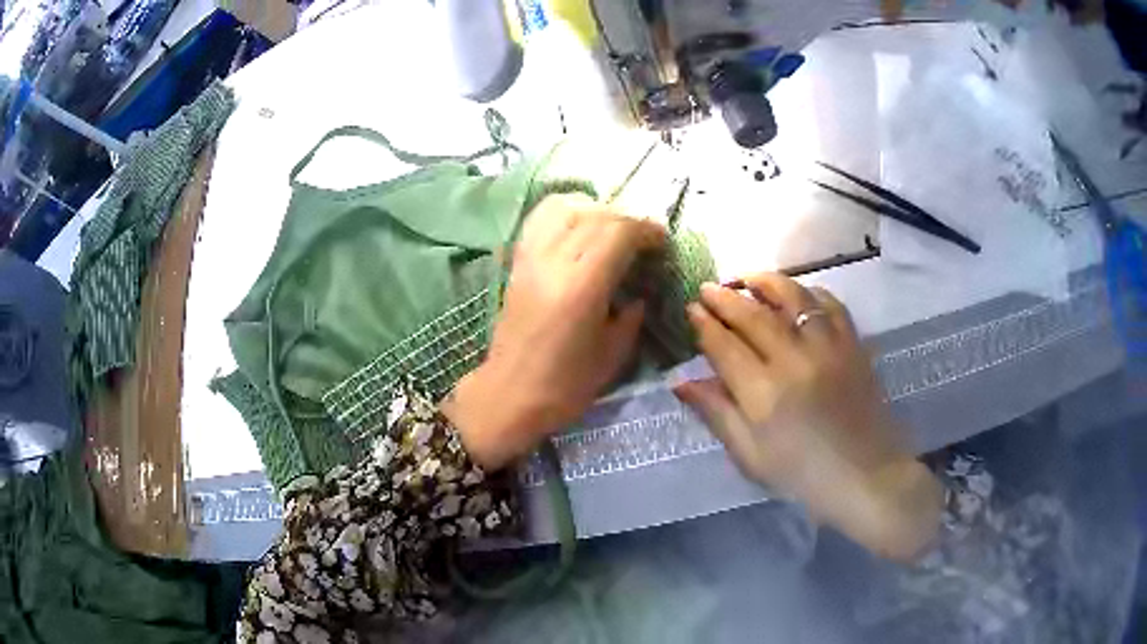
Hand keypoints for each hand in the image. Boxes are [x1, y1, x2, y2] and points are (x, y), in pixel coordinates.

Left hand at [444, 194, 664, 469]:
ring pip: (566, 208)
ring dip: (596, 210)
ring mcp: (531, 258)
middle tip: (644, 238)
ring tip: (612, 229)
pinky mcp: (517, 262)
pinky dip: (564, 211)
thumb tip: (641, 291)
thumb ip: (632, 316)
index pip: (618, 232)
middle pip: (595, 215)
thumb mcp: (613, 355)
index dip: (646, 229)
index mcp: (582, 287)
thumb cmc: (565, 385)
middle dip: (628, 219)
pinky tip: (579, 225)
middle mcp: (554, 262)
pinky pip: (540, 218)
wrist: (509, 394)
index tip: (662, 241)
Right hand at [675, 274, 942, 560]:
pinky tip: (797, 294)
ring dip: (765, 282)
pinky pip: (830, 304)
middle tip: (707, 288)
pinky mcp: (853, 344)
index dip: (704, 324)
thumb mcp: (751, 456)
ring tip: (747, 279)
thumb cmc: (802, 475)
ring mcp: (828, 347)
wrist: (865, 476)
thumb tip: (681, 382)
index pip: (724, 346)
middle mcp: (794, 360)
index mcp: (763, 394)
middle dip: (725, 298)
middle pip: (753, 316)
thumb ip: (717, 414)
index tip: (691, 309)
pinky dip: (809, 292)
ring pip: (793, 298)